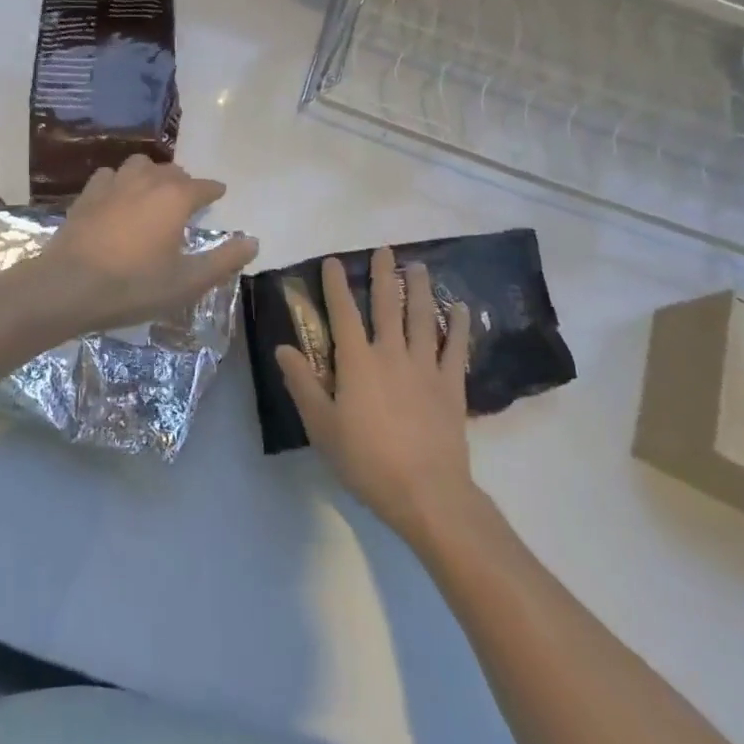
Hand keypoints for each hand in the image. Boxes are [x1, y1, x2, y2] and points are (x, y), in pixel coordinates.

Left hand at [32, 156, 258, 335]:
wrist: (67, 286)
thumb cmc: (133, 286)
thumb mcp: (186, 282)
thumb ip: (223, 260)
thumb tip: (253, 241)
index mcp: (175, 198)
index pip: (203, 186)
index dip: (213, 191)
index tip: (219, 194)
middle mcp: (147, 181)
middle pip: (172, 172)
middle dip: (184, 183)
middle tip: (187, 201)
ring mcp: (113, 184)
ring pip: (140, 166)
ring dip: (151, 175)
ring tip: (153, 194)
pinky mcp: (87, 194)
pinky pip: (110, 176)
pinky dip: (120, 182)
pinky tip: (117, 198)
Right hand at [276, 248, 477, 547]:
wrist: (426, 493)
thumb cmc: (367, 461)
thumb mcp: (322, 427)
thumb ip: (302, 384)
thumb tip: (282, 348)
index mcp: (357, 362)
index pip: (343, 313)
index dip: (337, 285)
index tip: (334, 261)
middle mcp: (391, 354)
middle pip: (387, 306)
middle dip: (384, 276)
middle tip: (384, 250)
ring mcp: (425, 367)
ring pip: (422, 318)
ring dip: (419, 289)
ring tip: (418, 266)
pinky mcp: (451, 386)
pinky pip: (456, 349)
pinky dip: (459, 326)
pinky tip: (461, 309)